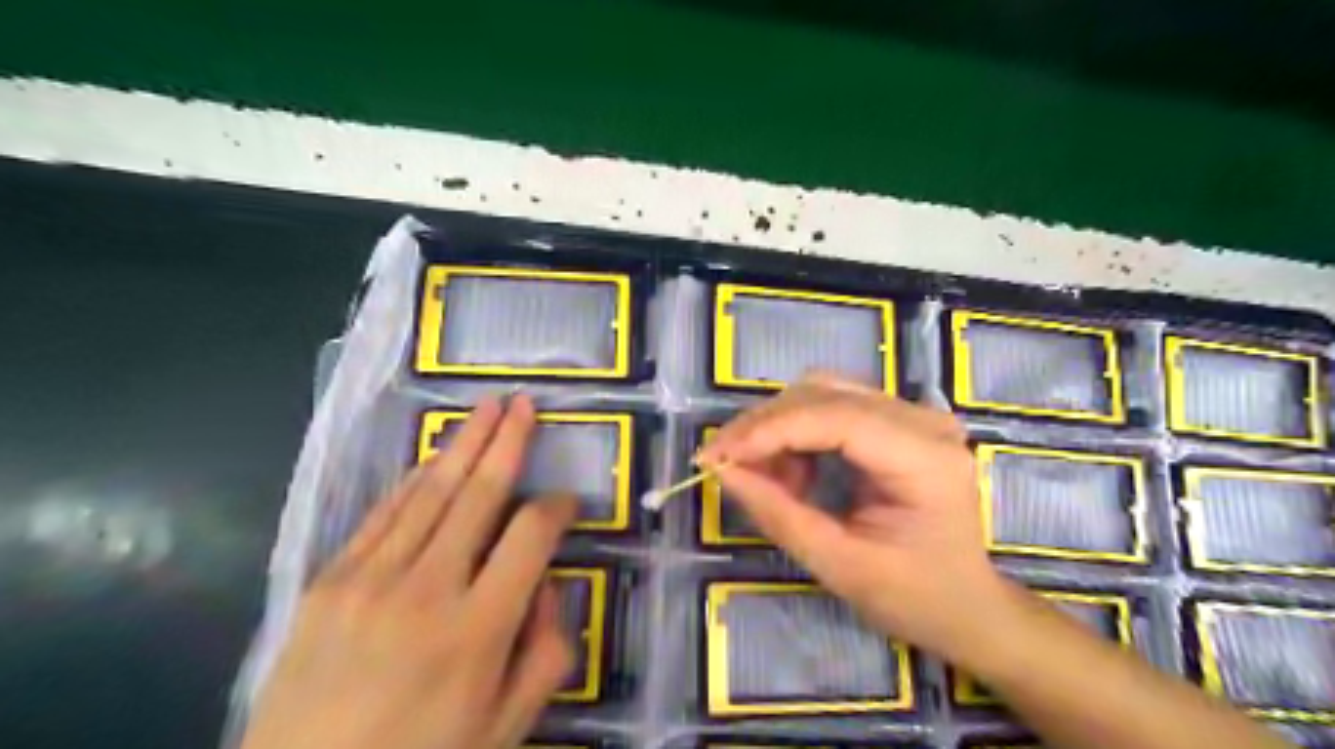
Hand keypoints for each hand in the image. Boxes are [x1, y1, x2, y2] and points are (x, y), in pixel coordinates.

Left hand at [237, 398, 578, 747]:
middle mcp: (427, 589)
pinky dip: (413, 480)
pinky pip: (382, 514)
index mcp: (478, 629)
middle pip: (479, 494)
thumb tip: (548, 586)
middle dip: (508, 442)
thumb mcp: (506, 727)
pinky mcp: (328, 581)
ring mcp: (370, 579)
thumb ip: (546, 653)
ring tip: (488, 407)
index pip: (531, 536)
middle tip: (526, 404)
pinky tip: (434, 457)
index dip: (557, 507)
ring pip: (430, 492)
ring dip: (463, 444)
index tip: (568, 502)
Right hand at [704, 376, 1007, 657]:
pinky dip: (798, 432)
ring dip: (779, 427)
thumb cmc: (914, 596)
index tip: (716, 455)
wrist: (967, 605)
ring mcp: (914, 415)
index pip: (834, 417)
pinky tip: (793, 470)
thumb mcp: (840, 566)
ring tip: (765, 476)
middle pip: (824, 394)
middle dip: (765, 426)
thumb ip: (779, 514)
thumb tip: (722, 470)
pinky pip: (832, 406)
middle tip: (726, 465)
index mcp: (924, 458)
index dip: (769, 430)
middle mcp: (923, 421)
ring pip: (822, 392)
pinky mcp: (899, 420)